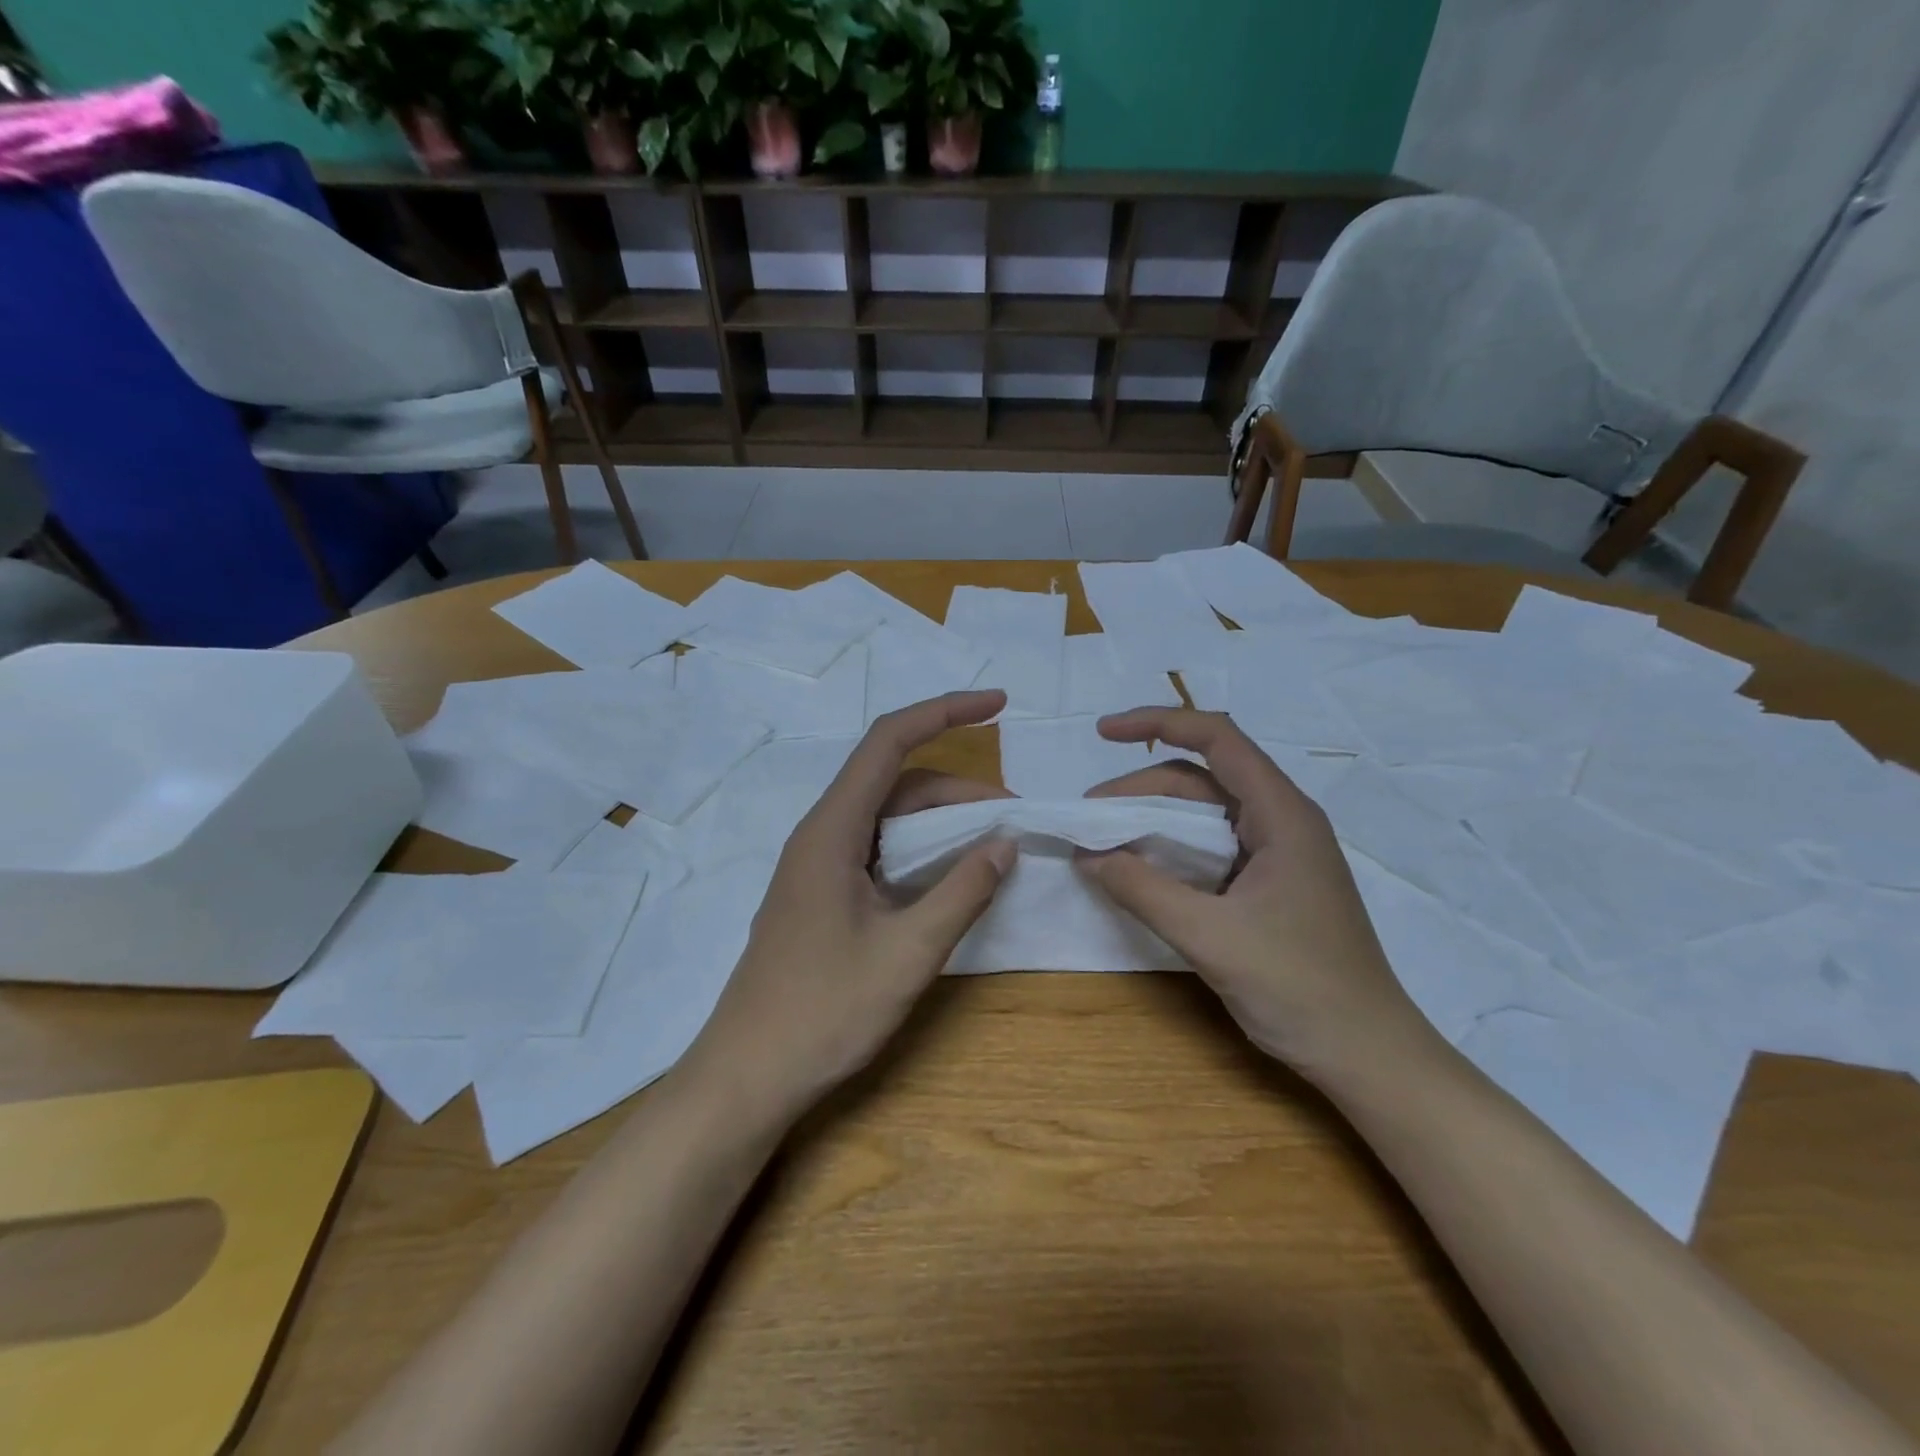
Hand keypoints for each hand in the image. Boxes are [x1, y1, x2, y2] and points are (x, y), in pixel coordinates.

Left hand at [686, 691, 1015, 1116]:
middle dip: (959, 788)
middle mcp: (821, 834)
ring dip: (941, 822)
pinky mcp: (821, 894)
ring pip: (888, 818)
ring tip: (992, 847)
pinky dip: (920, 851)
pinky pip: (878, 850)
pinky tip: (949, 878)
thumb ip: (962, 892)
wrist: (747, 1076)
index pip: (889, 742)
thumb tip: (1005, 843)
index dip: (945, 712)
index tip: (998, 705)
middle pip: (895, 782)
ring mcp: (818, 865)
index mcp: (832, 830)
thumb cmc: (824, 1012)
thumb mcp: (907, 952)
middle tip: (1014, 818)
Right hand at [1077, 708, 1434, 1082]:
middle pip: (1201, 780)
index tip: (1104, 732)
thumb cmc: (1298, 988)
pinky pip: (1211, 849)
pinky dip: (1170, 850)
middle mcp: (1281, 821)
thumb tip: (1086, 856)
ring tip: (1103, 844)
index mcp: (1281, 815)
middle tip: (1088, 819)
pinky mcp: (1269, 884)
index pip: (1217, 739)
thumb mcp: (1210, 936)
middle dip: (1139, 789)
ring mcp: (1277, 854)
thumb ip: (1143, 890)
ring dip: (1151, 821)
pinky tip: (1140, 871)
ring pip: (1203, 815)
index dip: (1157, 723)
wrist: (1367, 1055)